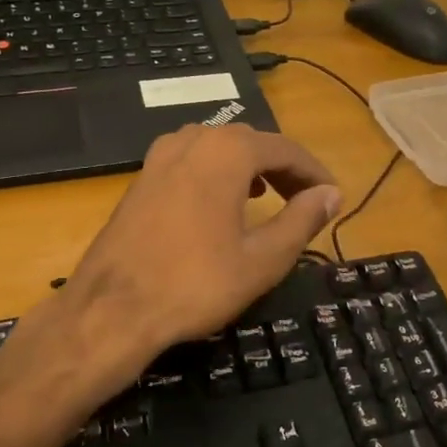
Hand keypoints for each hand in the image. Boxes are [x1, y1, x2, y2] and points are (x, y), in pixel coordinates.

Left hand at [8, 125, 342, 405]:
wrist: (112, 307)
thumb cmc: (195, 284)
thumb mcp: (262, 259)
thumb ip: (302, 220)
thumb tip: (331, 194)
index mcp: (227, 152)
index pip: (285, 149)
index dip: (314, 172)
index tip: (333, 196)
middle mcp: (194, 139)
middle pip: (251, 142)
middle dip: (283, 167)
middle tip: (305, 199)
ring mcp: (162, 155)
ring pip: (219, 147)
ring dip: (249, 166)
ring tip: (268, 196)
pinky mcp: (143, 175)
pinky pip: (191, 159)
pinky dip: (216, 171)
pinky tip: (220, 201)